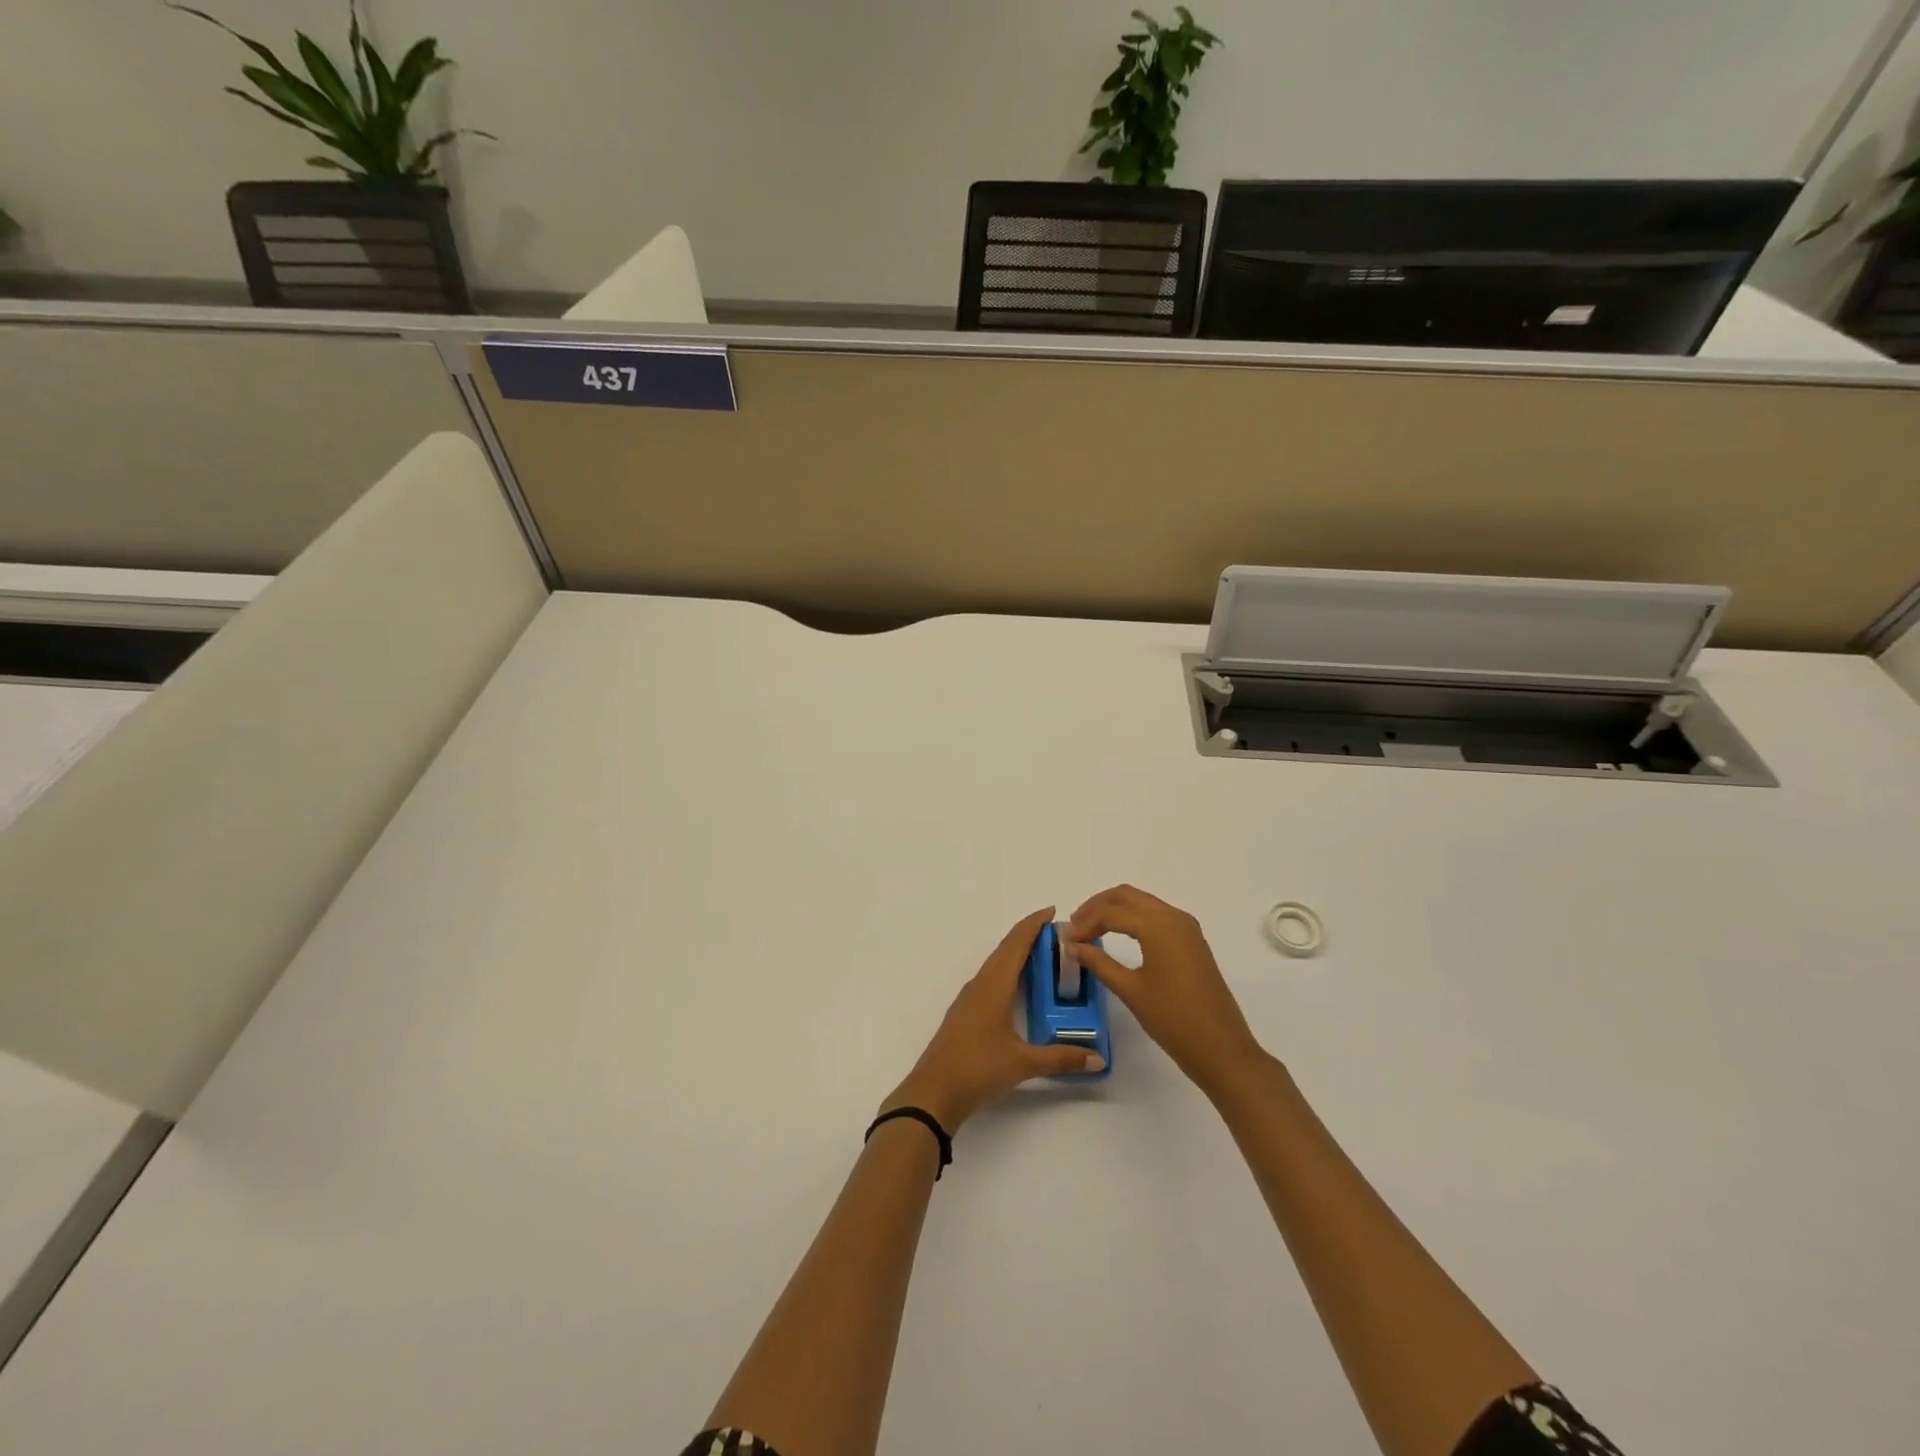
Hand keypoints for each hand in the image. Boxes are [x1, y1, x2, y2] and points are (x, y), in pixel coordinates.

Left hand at [882, 907, 1106, 1132]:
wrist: (933, 1092)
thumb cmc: (978, 1068)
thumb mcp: (1024, 1063)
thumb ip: (1062, 1058)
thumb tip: (1097, 1058)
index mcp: (994, 984)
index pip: (1016, 943)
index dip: (1033, 924)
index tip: (1052, 911)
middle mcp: (981, 983)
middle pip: (1005, 949)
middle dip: (1029, 936)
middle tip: (1057, 935)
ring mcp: (970, 998)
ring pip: (996, 965)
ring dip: (1017, 954)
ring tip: (1043, 956)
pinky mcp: (965, 1013)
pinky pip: (990, 980)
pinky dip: (1008, 973)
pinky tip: (1018, 987)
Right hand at [1065, 885, 1266, 1095]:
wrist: (1223, 1050)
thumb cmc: (1173, 1020)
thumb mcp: (1131, 990)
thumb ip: (1099, 962)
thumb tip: (1072, 945)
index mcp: (1159, 925)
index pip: (1111, 911)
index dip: (1085, 922)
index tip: (1065, 940)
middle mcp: (1174, 917)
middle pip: (1127, 895)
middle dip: (1097, 906)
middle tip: (1075, 926)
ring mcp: (1187, 928)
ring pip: (1143, 903)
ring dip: (1115, 910)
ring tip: (1091, 930)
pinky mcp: (1192, 942)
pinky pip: (1156, 916)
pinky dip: (1133, 919)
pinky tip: (1118, 936)